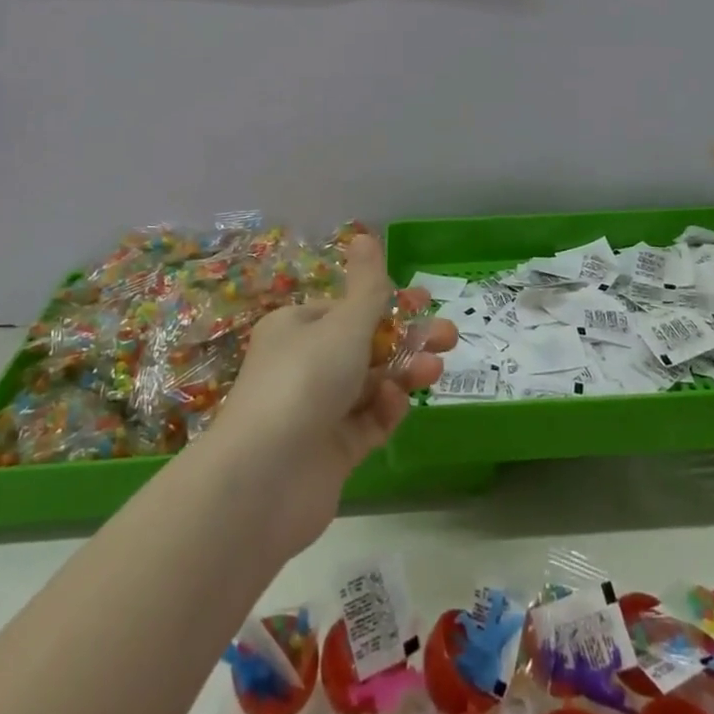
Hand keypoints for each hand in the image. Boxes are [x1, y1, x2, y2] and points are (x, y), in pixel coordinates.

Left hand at [207, 234, 454, 552]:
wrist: (264, 479)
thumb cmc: (305, 380)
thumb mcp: (344, 323)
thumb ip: (368, 285)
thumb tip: (364, 234)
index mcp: (297, 328)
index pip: (348, 309)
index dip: (388, 302)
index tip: (426, 301)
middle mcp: (304, 365)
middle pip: (365, 345)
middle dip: (407, 338)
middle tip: (449, 337)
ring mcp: (317, 412)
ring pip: (370, 383)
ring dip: (404, 372)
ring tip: (435, 369)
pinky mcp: (330, 453)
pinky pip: (366, 422)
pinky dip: (385, 410)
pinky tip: (398, 403)